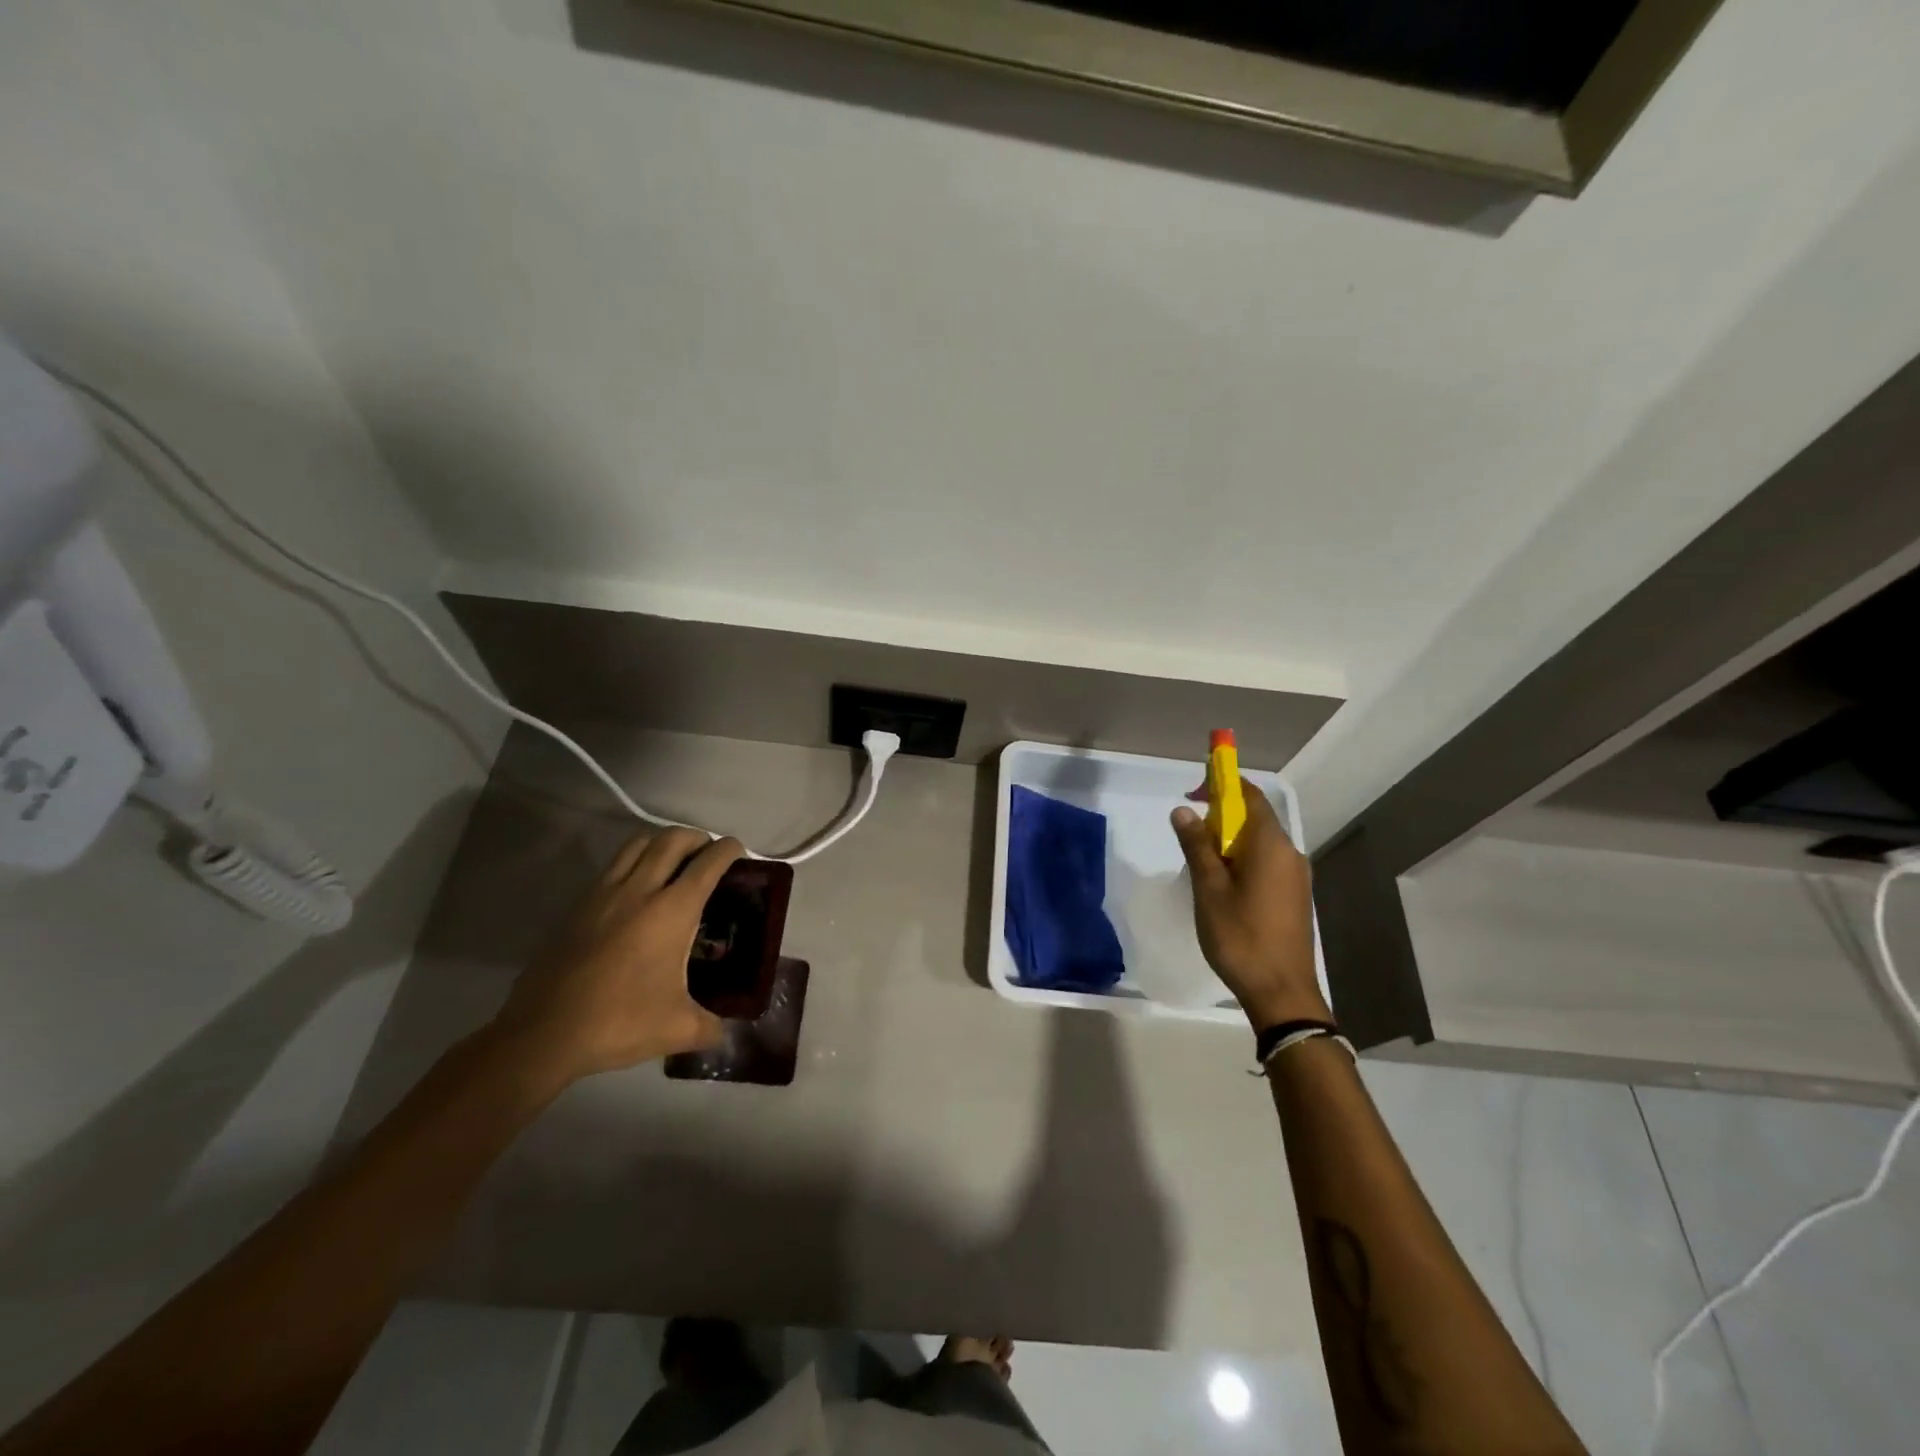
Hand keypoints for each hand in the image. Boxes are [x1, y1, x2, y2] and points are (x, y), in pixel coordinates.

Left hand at [493, 828, 744, 1083]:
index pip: (708, 863)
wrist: (543, 1034)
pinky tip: (635, 891)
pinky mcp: (577, 907)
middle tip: (707, 853)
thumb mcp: (678, 1029)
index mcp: (672, 911)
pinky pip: (612, 867)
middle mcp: (640, 890)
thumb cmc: (619, 1022)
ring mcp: (603, 894)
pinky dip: (632, 863)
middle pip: (672, 839)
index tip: (739, 851)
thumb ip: (711, 1026)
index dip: (728, 850)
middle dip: (696, 837)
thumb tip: (726, 1032)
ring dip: (661, 842)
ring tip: (672, 861)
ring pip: (637, 844)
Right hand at [1171, 782, 1326, 1029]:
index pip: (1250, 795)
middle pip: (1255, 818)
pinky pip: (1266, 863)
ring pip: (1259, 843)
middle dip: (1221, 815)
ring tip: (1200, 865)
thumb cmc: (1240, 936)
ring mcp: (1296, 877)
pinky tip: (1222, 886)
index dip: (1222, 784)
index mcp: (1271, 845)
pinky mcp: (1295, 897)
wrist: (1281, 992)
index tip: (1193, 790)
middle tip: (1189, 833)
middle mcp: (1290, 853)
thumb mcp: (1208, 889)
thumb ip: (1196, 845)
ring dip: (1229, 841)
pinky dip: (1242, 860)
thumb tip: (1183, 810)